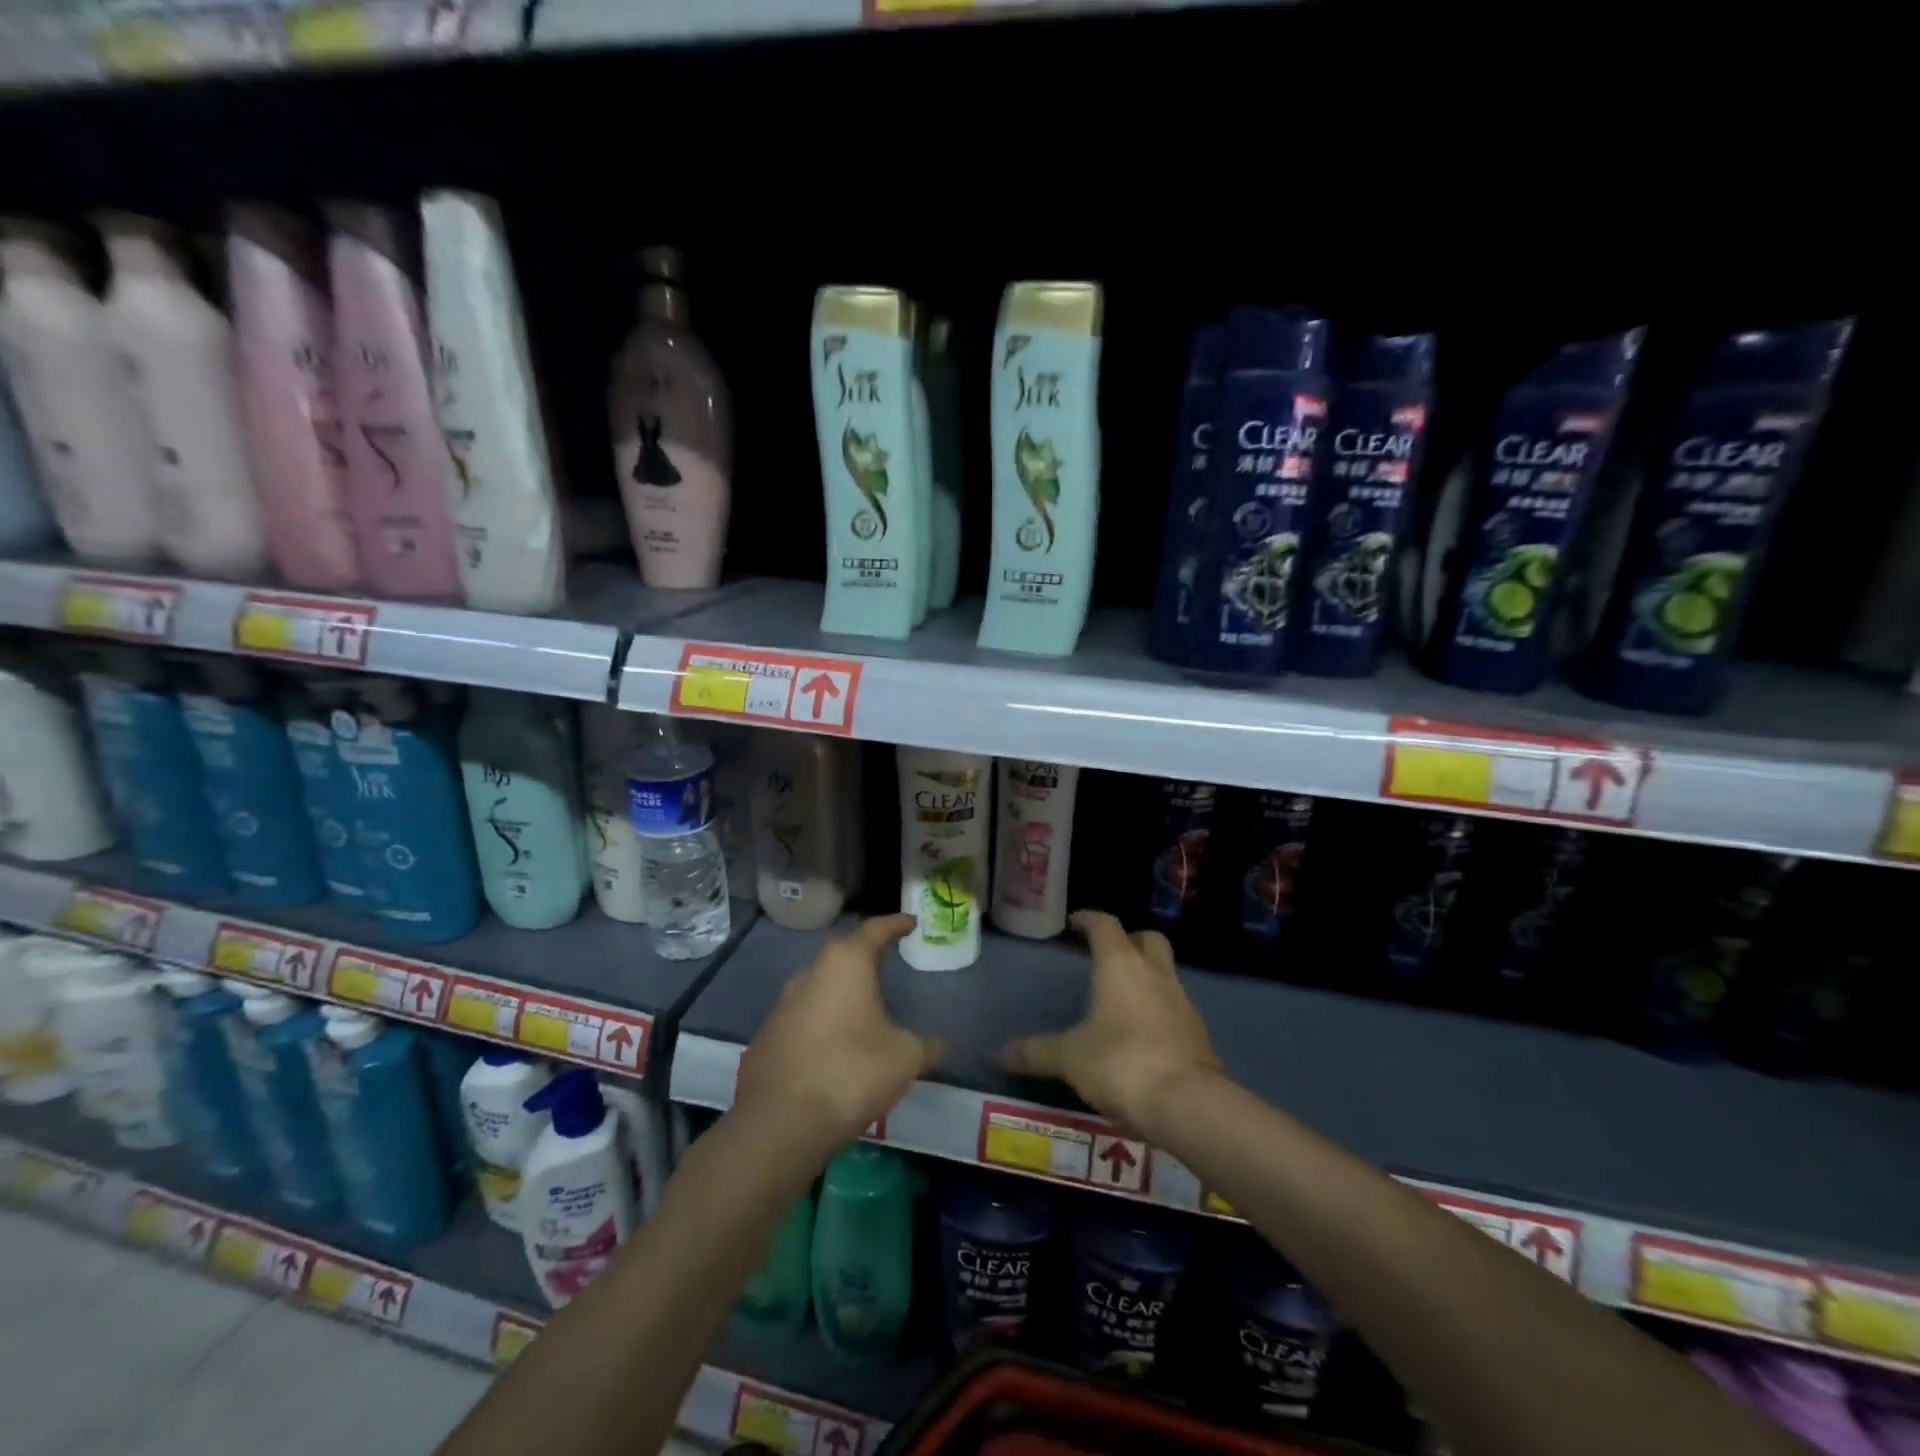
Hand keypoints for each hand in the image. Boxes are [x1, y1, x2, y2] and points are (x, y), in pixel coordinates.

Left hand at [734, 914, 942, 1150]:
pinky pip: (806, 1015)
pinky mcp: (769, 1035)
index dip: (896, 924)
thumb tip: (938, 1046)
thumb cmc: (852, 1071)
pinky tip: (839, 1043)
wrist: (780, 1121)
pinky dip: (825, 1020)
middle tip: (890, 961)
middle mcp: (811, 972)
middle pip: (844, 954)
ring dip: (844, 990)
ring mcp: (784, 1003)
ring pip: (821, 985)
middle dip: (867, 957)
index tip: (911, 922)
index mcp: (845, 963)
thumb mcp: (905, 1057)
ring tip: (867, 1006)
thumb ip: (925, 1045)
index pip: (875, 929)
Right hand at [1002, 910, 1223, 1131]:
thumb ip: (1035, 1052)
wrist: (1189, 1103)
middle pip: (1147, 939)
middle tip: (1106, 954)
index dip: (1088, 919)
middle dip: (1128, 940)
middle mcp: (1154, 973)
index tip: (1074, 922)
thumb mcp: (1070, 1058)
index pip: (1105, 925)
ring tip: (1120, 996)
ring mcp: (1181, 1001)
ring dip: (1145, 975)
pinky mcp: (1197, 1032)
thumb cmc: (1122, 1063)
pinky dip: (1158, 1008)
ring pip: (1165, 971)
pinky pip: (1174, 1005)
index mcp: (1120, 965)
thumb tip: (996, 1053)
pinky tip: (1141, 1032)